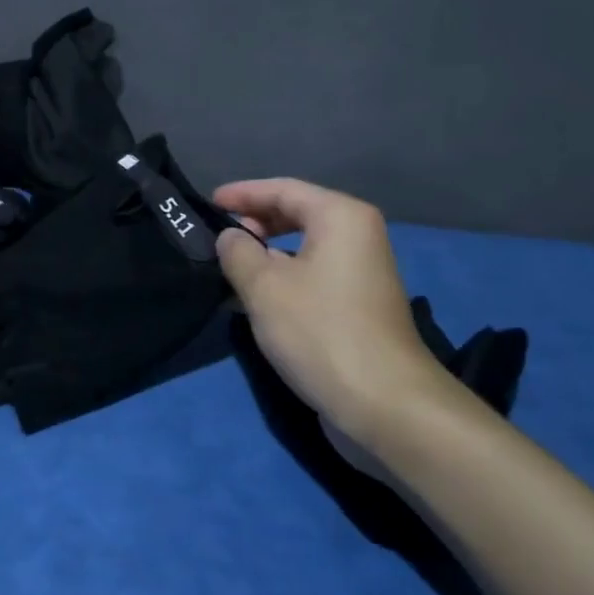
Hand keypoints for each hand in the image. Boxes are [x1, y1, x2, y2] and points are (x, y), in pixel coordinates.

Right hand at [214, 178, 471, 447]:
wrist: (385, 404)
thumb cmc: (320, 332)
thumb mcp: (264, 287)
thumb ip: (238, 252)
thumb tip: (230, 237)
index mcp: (341, 217)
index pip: (283, 189)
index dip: (243, 193)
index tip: (208, 203)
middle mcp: (358, 236)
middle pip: (298, 214)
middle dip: (256, 221)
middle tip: (218, 236)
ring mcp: (362, 272)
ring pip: (304, 247)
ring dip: (267, 253)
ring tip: (230, 265)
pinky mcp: (359, 306)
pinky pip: (313, 275)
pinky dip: (284, 276)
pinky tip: (256, 296)